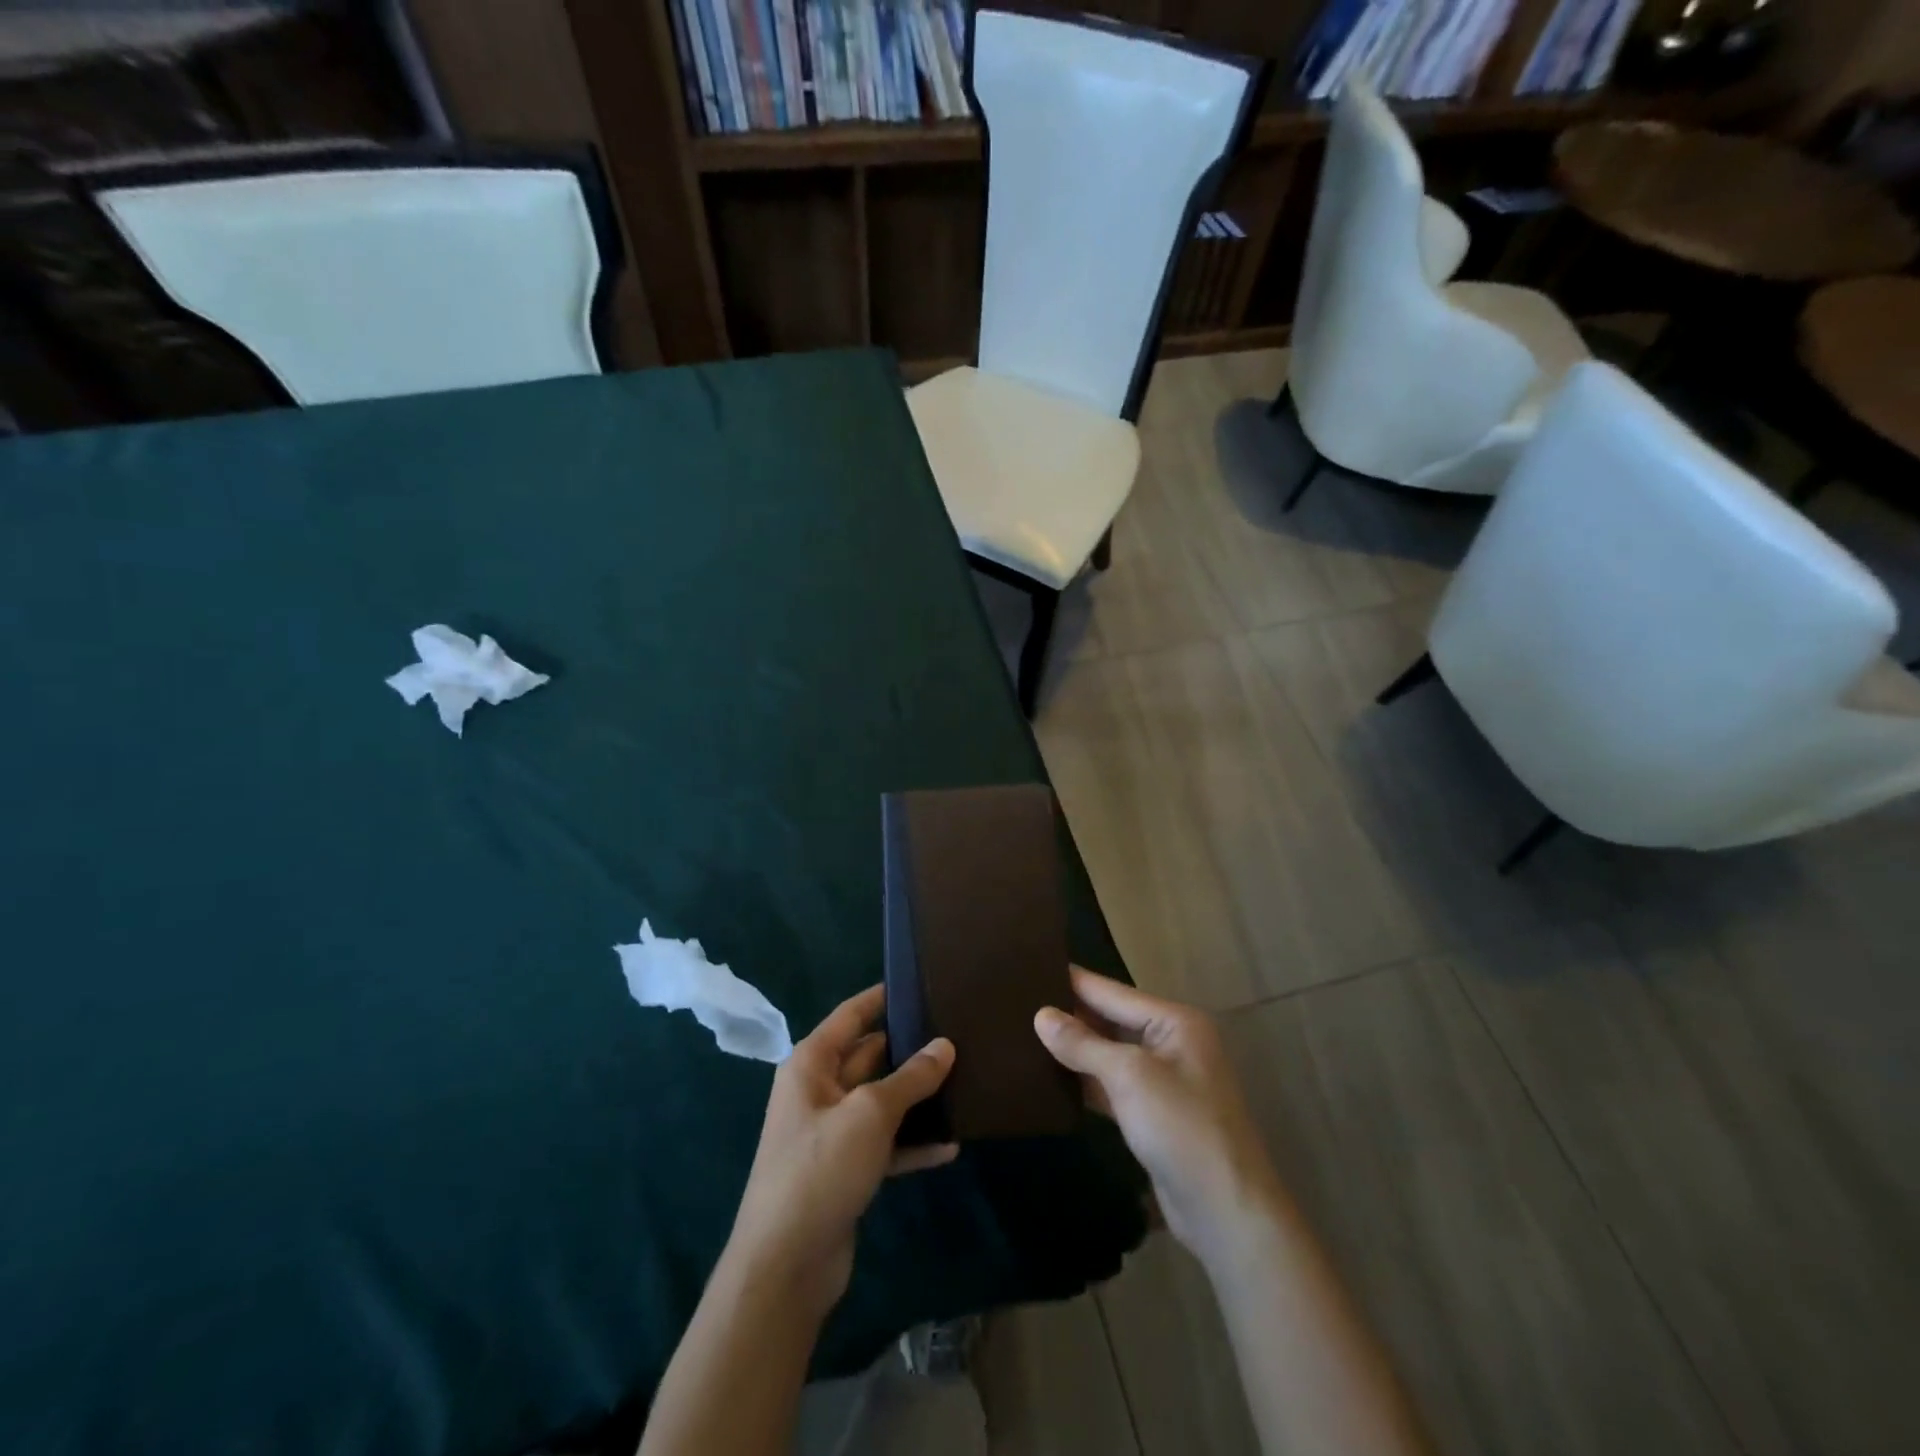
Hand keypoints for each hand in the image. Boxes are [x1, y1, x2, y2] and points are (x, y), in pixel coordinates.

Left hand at [727, 985, 956, 1319]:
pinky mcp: (846, 1171)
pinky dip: (912, 1144)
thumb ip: (910, 1078)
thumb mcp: (870, 1114)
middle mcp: (819, 1091)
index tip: (918, 982)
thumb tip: (945, 1045)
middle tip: (958, 1034)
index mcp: (811, 1064)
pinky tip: (951, 1146)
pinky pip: (885, 1144)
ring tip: (964, 1082)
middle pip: (870, 1057)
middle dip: (910, 1049)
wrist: (784, 1266)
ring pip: (881, 1102)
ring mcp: (832, 1133)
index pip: (851, 1015)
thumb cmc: (820, 1168)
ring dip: (916, 1099)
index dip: (881, 997)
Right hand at [1035, 968, 1282, 1265]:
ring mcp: (1163, 1080)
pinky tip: (1050, 1078)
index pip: (1112, 992)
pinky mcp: (1153, 1114)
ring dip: (1075, 1050)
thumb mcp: (1129, 1076)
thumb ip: (1083, 1044)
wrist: (1225, 1212)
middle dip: (1071, 1014)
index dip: (1073, 981)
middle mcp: (1171, 1043)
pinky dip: (1086, 1081)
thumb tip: (1041, 1016)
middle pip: (1111, 1020)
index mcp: (1174, 1022)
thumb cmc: (1181, 1127)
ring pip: (1110, 1054)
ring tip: (1025, 1034)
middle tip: (1019, 1002)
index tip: (1030, 967)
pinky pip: (1112, 1085)